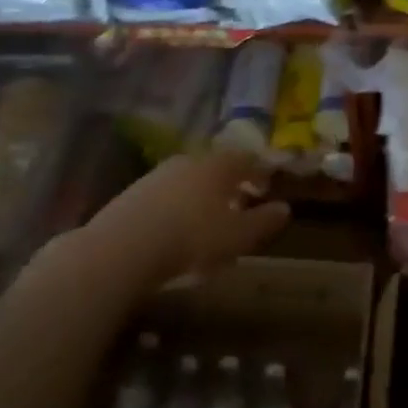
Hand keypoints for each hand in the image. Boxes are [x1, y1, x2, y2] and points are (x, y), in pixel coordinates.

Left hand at [80, 148, 289, 289]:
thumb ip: (263, 221)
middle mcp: (189, 161)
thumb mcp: (237, 237)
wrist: (122, 248)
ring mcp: (157, 175)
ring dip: (201, 196)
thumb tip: (285, 208)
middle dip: (230, 183)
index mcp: (218, 165)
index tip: (266, 187)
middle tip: (239, 203)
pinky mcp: (132, 194)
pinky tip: (176, 229)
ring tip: (207, 220)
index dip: (260, 172)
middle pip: (215, 167)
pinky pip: (165, 196)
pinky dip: (177, 207)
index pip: (246, 159)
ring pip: (188, 180)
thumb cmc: (192, 238)